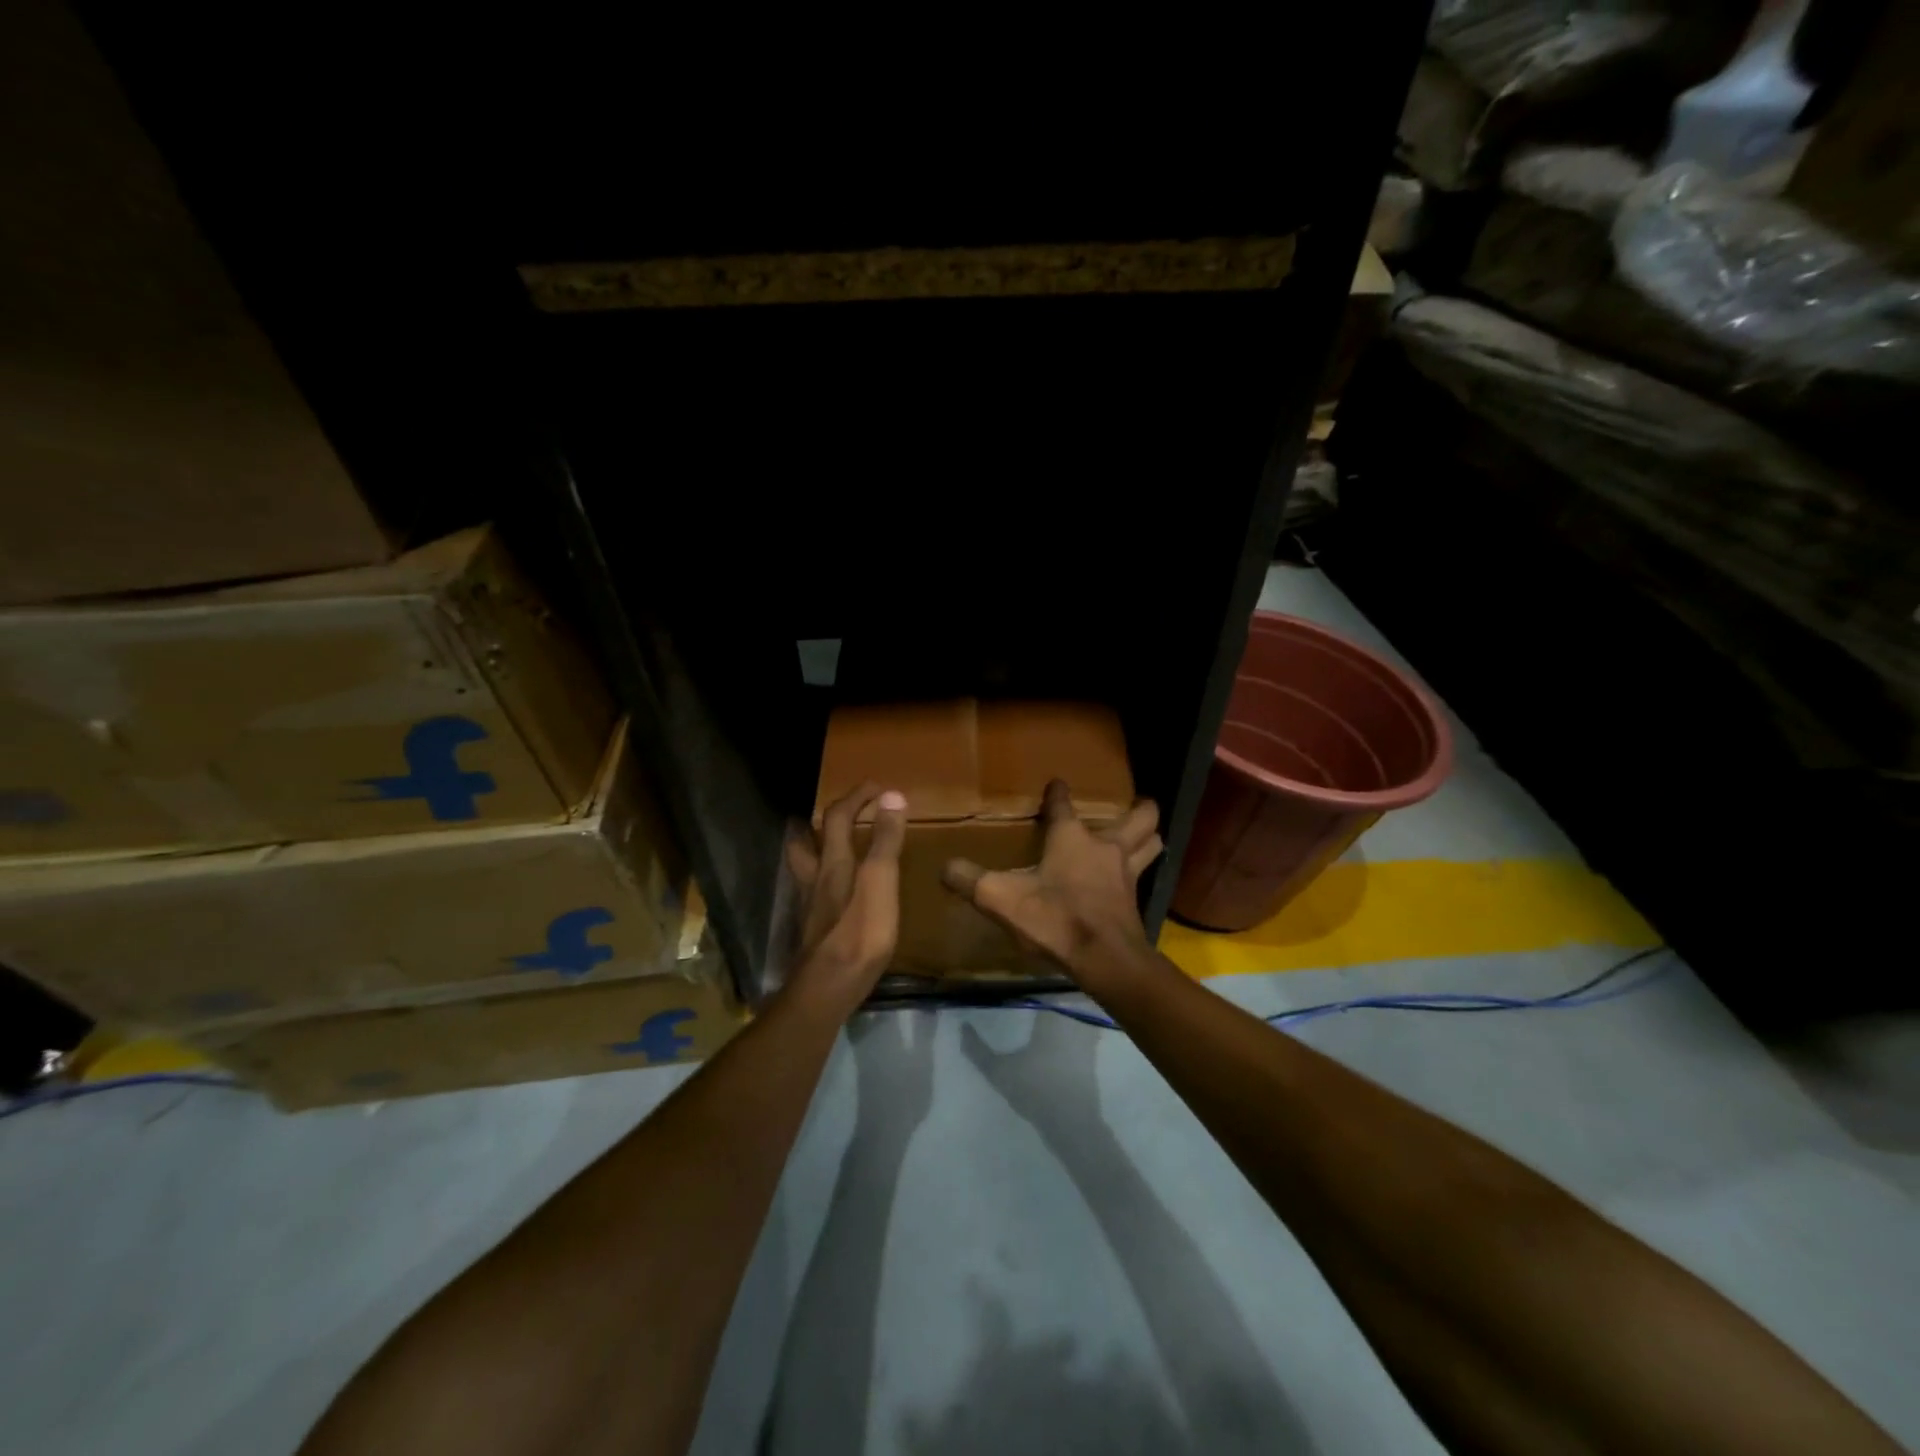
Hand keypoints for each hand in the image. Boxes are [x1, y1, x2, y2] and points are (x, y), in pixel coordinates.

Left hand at [787, 782, 907, 994]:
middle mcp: (816, 879)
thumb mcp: (881, 881)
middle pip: (806, 841)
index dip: (856, 797)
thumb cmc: (860, 932)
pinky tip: (835, 894)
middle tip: (836, 814)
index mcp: (834, 862)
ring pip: (805, 868)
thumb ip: (885, 841)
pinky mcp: (815, 930)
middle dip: (819, 822)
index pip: (838, 817)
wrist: (829, 987)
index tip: (877, 787)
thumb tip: (891, 796)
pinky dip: (822, 881)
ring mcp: (811, 906)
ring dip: (813, 850)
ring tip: (828, 847)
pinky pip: (814, 893)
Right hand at [941, 779, 1161, 979]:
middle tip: (1132, 806)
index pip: (1063, 805)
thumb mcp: (1001, 899)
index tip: (1057, 785)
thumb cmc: (1054, 919)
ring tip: (1141, 835)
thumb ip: (971, 881)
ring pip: (1151, 844)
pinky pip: (1144, 876)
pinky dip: (1141, 870)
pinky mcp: (1135, 902)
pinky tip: (1128, 880)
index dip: (1058, 793)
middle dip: (1140, 809)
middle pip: (1140, 818)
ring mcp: (1126, 874)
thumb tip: (944, 867)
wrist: (1104, 959)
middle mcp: (1105, 848)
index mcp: (1072, 838)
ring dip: (1149, 836)